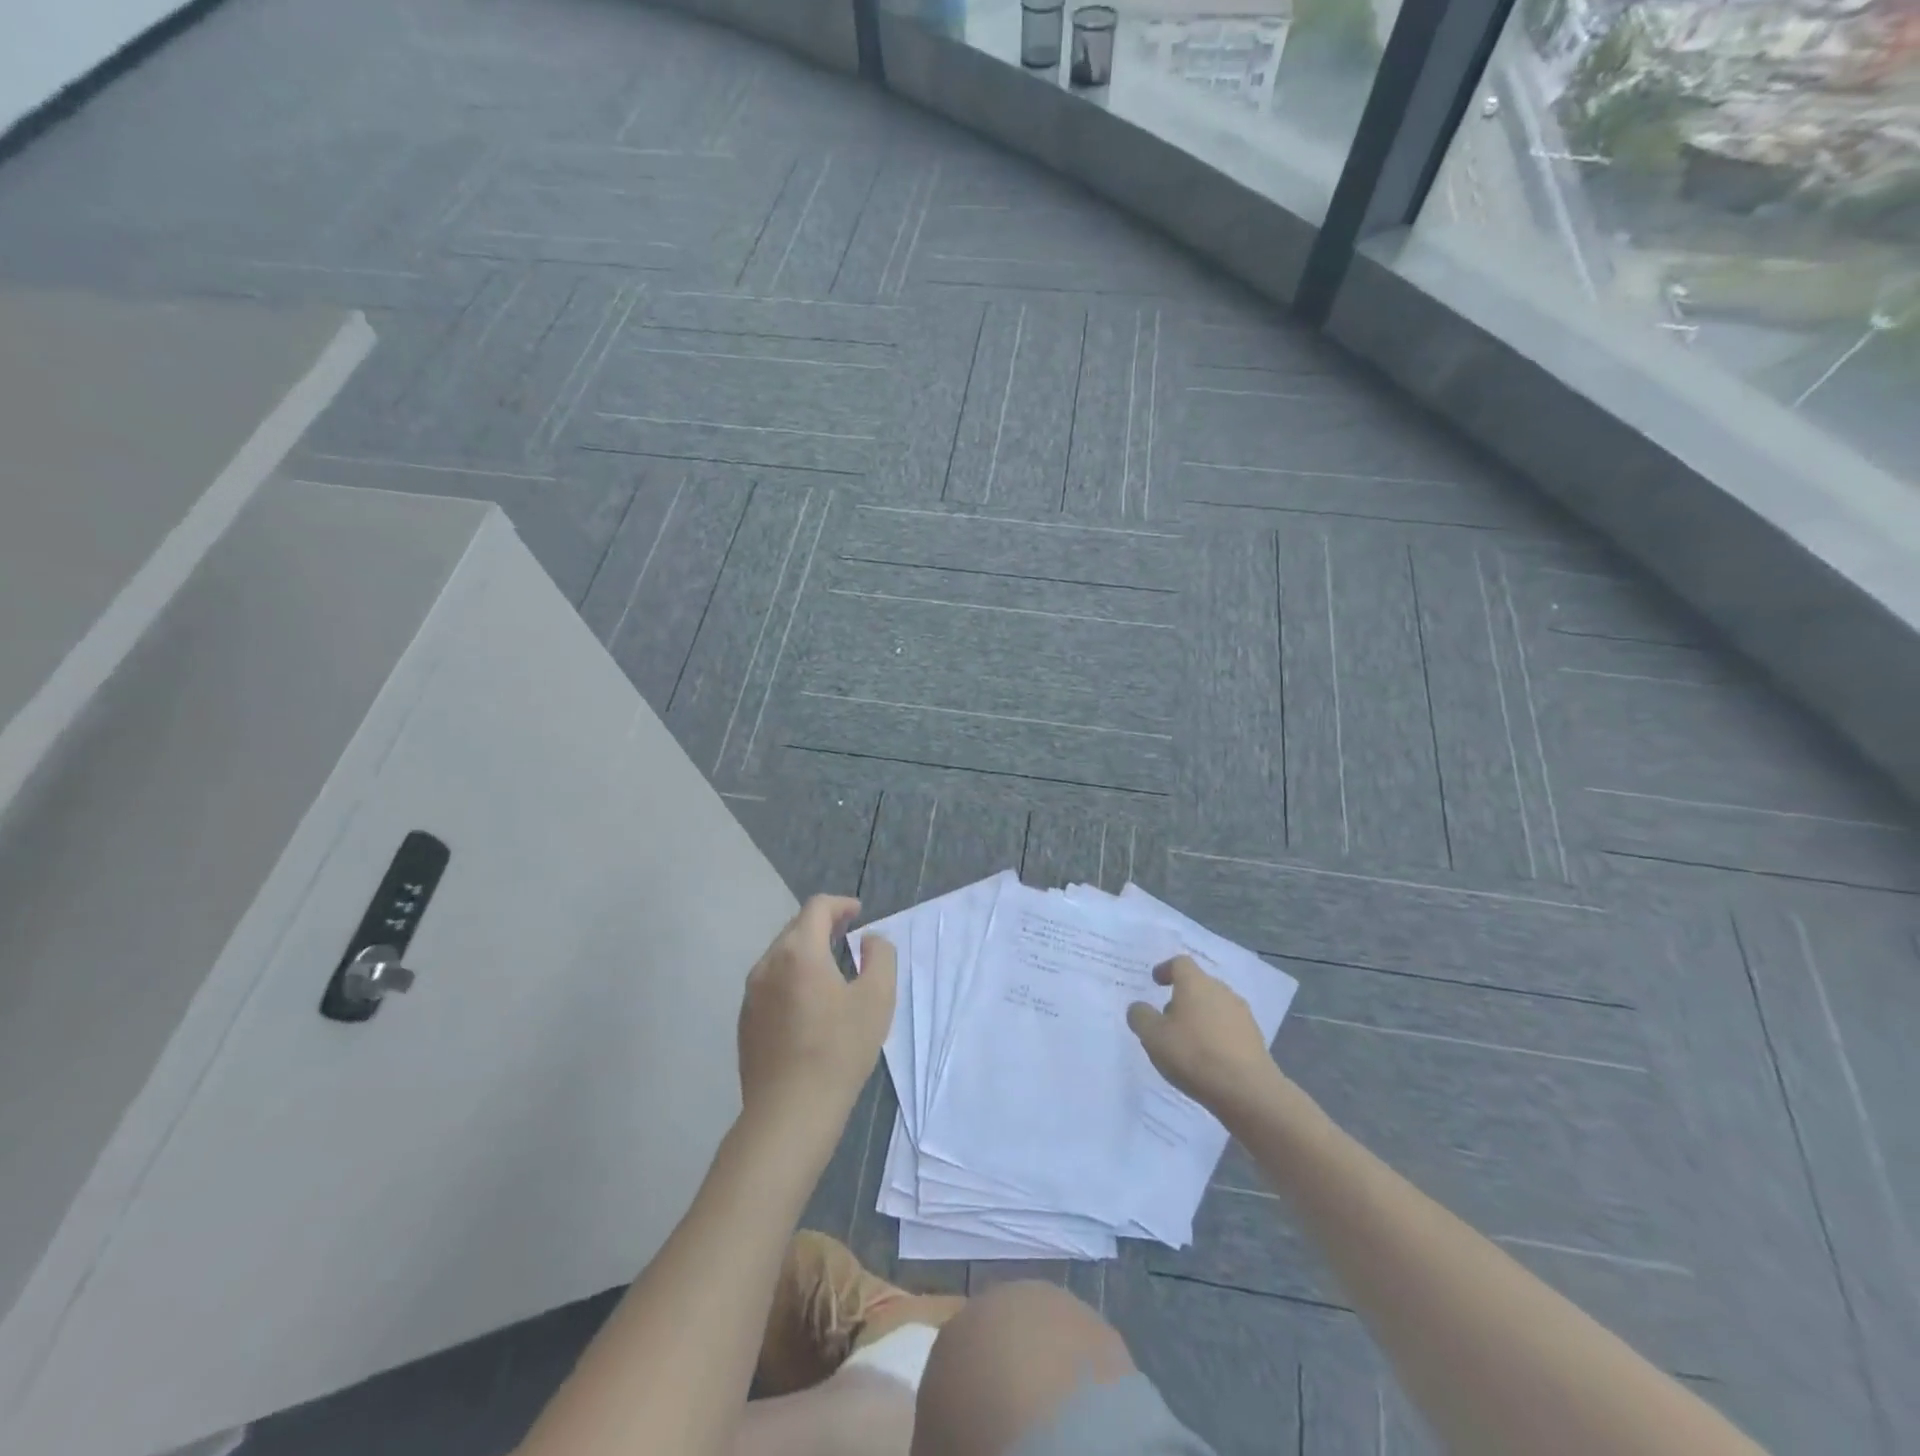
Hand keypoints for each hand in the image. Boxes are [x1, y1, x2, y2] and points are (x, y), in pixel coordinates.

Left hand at [737, 895, 896, 1132]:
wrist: (789, 1113)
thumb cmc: (839, 1050)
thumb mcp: (878, 998)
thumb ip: (880, 957)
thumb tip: (870, 940)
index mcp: (799, 952)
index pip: (816, 908)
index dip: (841, 904)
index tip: (858, 913)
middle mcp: (768, 964)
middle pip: (795, 929)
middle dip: (823, 926)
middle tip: (848, 935)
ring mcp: (751, 994)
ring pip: (780, 957)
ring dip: (806, 952)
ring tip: (831, 968)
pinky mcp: (745, 1022)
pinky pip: (770, 984)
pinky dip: (792, 978)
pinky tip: (808, 1004)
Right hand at [1127, 955, 1277, 1112]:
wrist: (1248, 1091)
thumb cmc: (1194, 1055)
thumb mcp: (1153, 1036)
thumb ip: (1141, 1016)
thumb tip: (1139, 1007)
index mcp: (1195, 983)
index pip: (1180, 963)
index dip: (1166, 969)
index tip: (1156, 981)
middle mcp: (1221, 991)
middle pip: (1199, 985)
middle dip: (1182, 997)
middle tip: (1166, 1017)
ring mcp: (1242, 1015)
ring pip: (1215, 1007)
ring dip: (1199, 1017)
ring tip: (1186, 1042)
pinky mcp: (1255, 1039)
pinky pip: (1228, 1028)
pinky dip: (1215, 1035)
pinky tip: (1207, 1058)